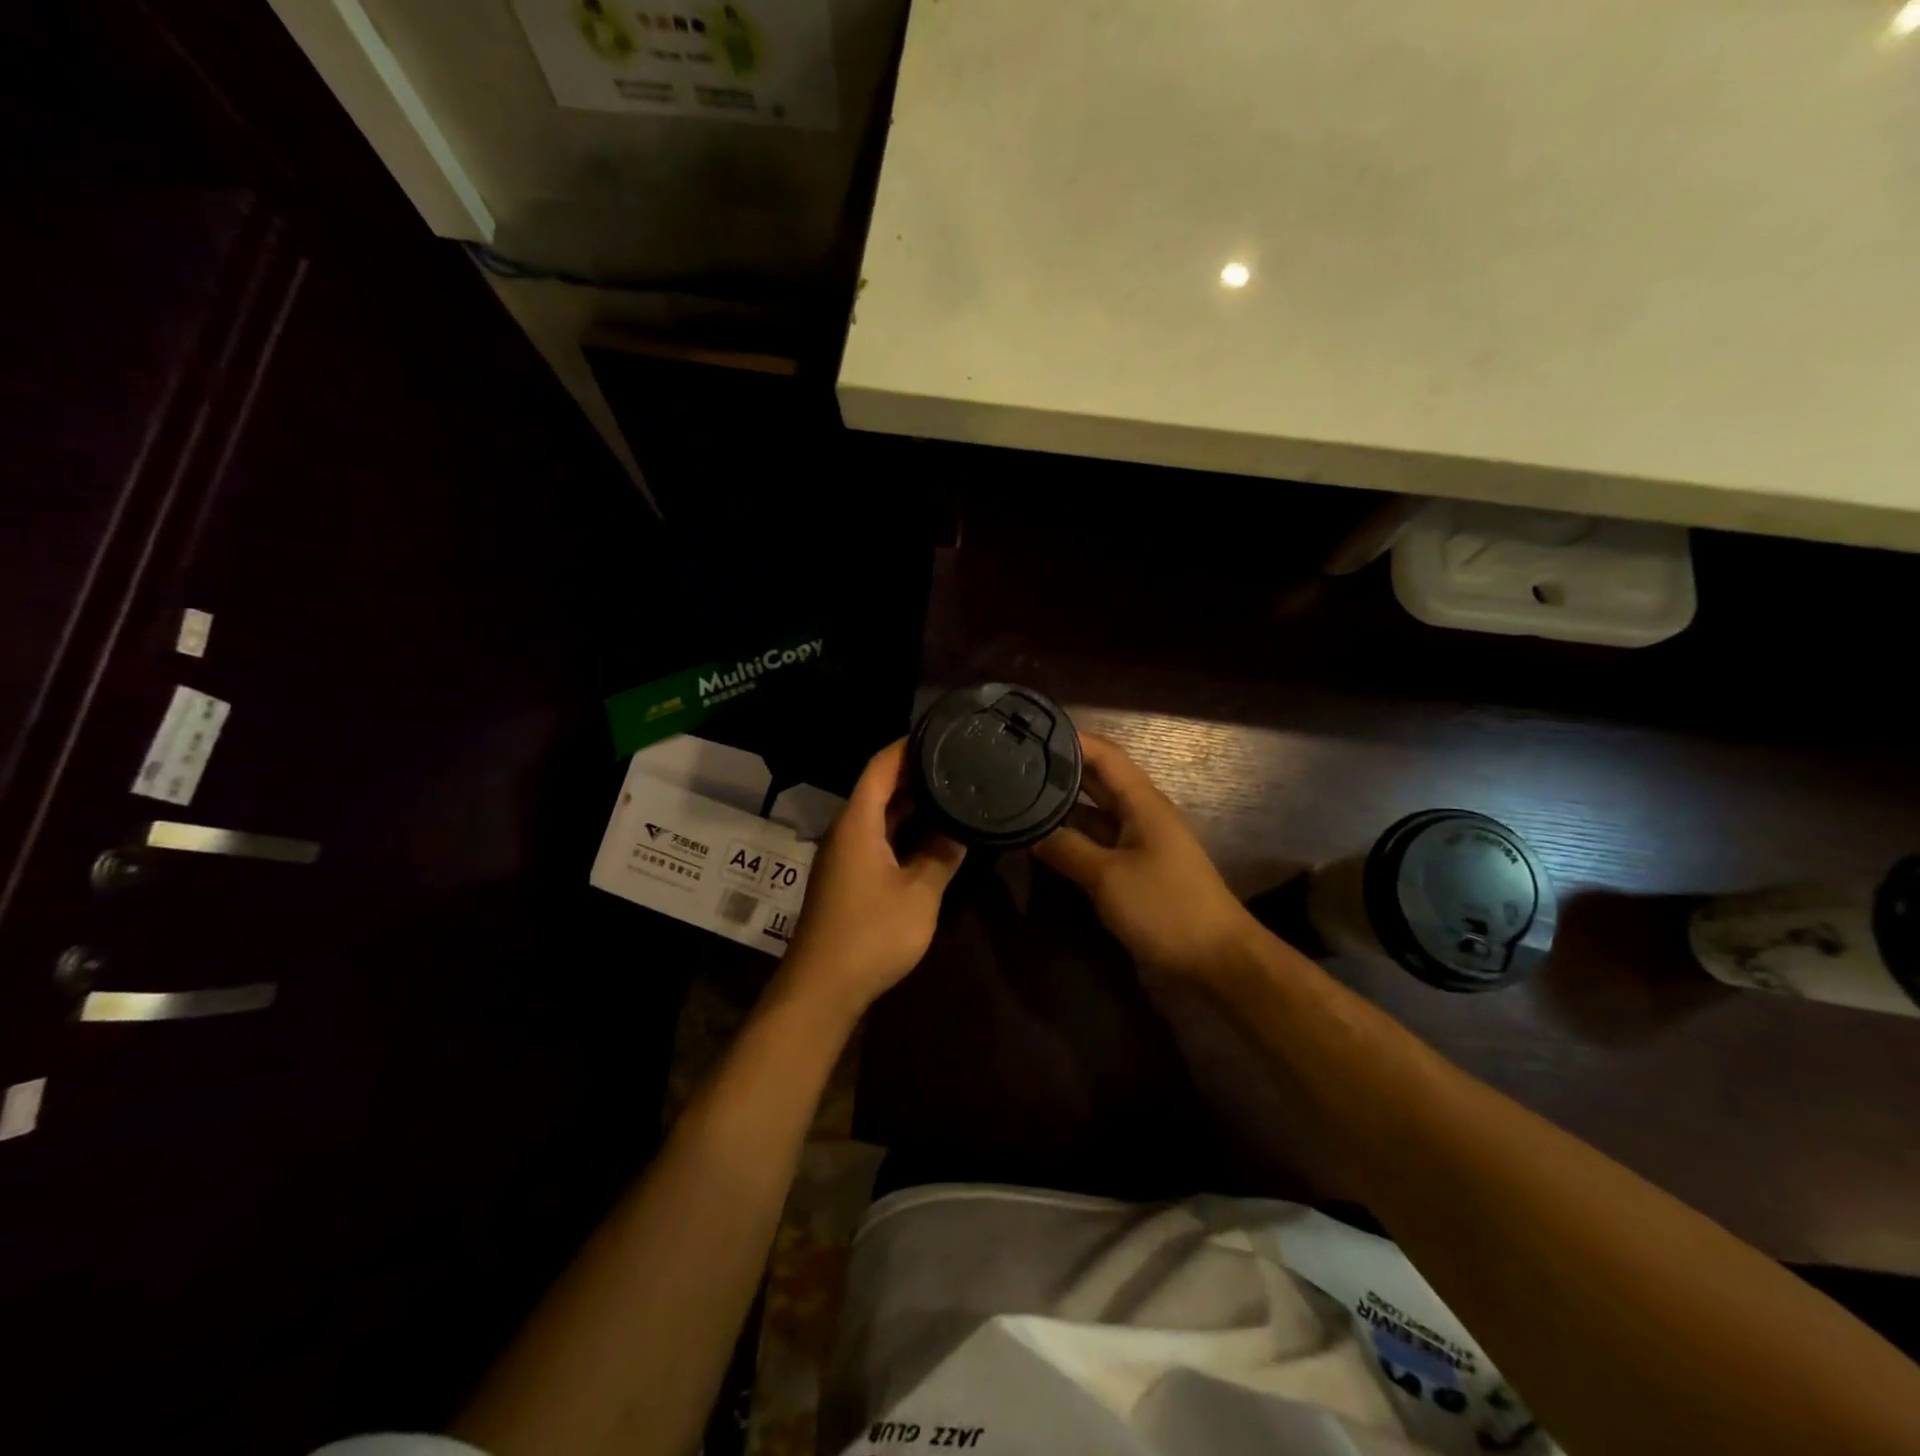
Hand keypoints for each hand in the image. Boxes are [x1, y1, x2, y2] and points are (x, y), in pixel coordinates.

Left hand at [781, 740, 965, 1015]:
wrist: (822, 988)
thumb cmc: (871, 934)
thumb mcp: (919, 894)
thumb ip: (941, 856)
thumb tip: (960, 830)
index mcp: (857, 823)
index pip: (880, 766)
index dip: (907, 746)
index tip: (940, 733)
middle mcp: (846, 831)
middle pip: (878, 787)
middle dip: (914, 772)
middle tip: (956, 761)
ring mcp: (844, 856)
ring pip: (878, 815)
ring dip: (910, 803)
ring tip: (951, 789)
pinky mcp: (847, 878)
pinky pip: (877, 837)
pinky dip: (902, 829)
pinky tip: (931, 834)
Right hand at [1034, 733, 1261, 982]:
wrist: (1216, 958)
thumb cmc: (1165, 907)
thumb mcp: (1108, 878)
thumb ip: (1067, 850)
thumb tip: (1031, 833)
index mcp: (1142, 802)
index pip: (1104, 754)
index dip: (1071, 739)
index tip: (1032, 732)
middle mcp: (1141, 813)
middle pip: (1098, 779)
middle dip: (1061, 769)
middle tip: (1015, 763)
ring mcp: (1140, 841)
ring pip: (1096, 812)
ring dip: (1064, 805)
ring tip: (1020, 796)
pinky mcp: (1136, 868)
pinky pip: (1099, 841)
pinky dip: (1073, 836)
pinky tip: (1044, 839)